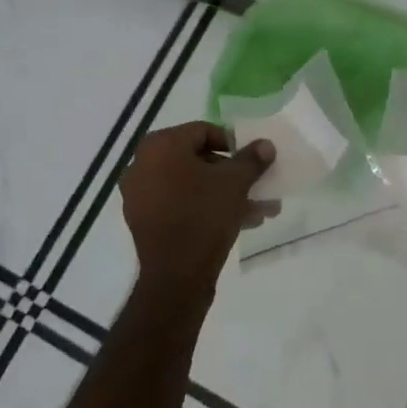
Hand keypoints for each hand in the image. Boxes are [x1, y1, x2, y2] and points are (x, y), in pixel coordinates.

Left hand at [120, 122, 274, 296]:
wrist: (176, 276)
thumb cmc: (204, 216)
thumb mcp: (235, 183)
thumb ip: (251, 159)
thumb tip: (265, 145)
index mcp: (160, 146)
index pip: (203, 131)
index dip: (233, 143)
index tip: (252, 159)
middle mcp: (143, 164)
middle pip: (197, 159)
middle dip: (232, 174)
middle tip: (257, 185)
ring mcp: (141, 195)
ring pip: (192, 186)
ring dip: (225, 194)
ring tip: (258, 210)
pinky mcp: (145, 221)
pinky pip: (181, 205)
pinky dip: (206, 208)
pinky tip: (240, 222)